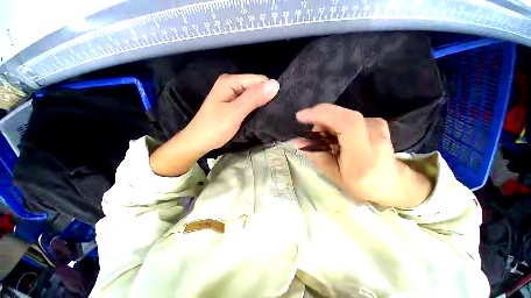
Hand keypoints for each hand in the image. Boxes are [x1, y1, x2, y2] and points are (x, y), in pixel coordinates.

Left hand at [184, 74, 279, 152]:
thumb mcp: (235, 113)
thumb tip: (275, 85)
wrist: (199, 141)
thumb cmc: (215, 128)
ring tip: (267, 116)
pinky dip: (255, 109)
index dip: (268, 91)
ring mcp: (232, 95)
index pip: (258, 80)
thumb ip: (254, 98)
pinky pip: (249, 103)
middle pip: (256, 87)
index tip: (276, 106)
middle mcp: (232, 84)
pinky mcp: (233, 105)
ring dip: (261, 105)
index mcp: (230, 81)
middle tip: (271, 113)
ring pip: (253, 96)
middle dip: (265, 98)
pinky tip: (259, 116)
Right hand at [296, 104, 432, 207]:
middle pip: (340, 115)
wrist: (392, 182)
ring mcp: (377, 124)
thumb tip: (298, 141)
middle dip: (319, 120)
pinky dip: (335, 125)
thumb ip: (316, 155)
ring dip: (327, 125)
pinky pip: (346, 117)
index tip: (300, 116)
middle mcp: (374, 134)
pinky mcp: (375, 121)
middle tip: (313, 137)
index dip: (321, 115)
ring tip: (327, 142)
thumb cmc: (360, 184)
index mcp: (363, 154)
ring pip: (341, 115)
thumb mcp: (333, 174)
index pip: (345, 123)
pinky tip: (337, 138)